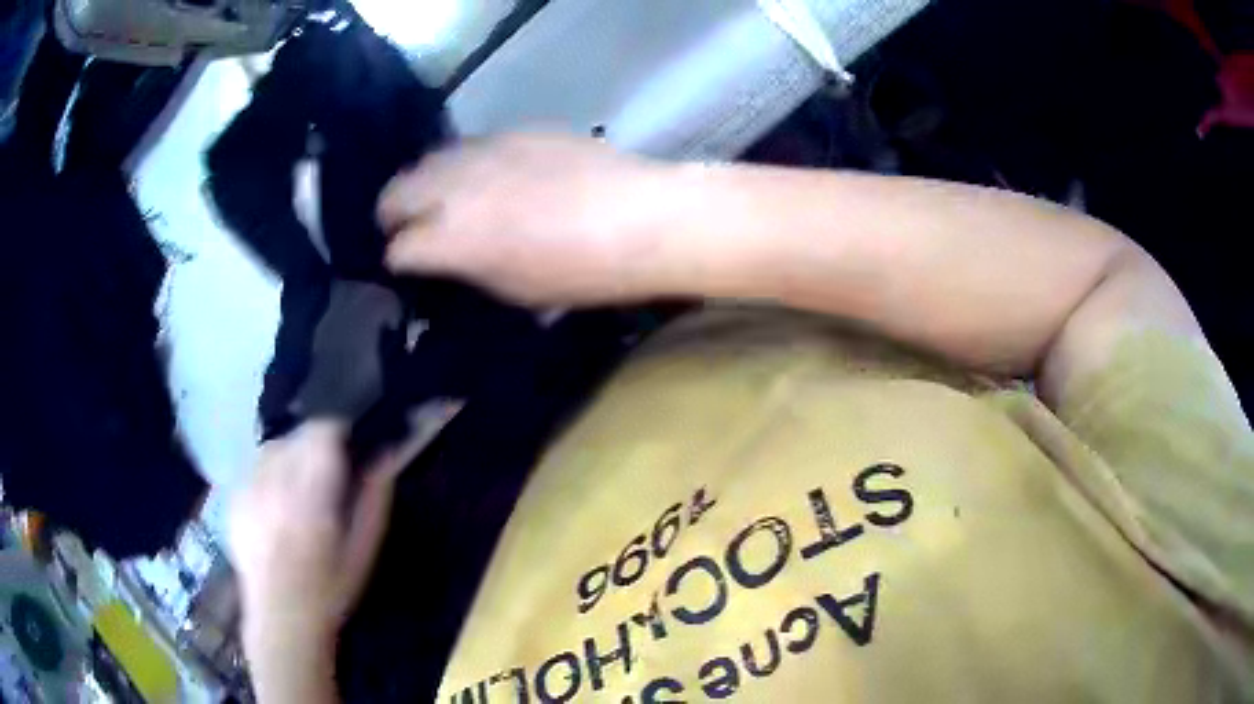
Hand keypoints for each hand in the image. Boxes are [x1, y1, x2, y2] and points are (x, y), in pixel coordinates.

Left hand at [229, 421, 408, 656]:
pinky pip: (252, 467)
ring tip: (298, 483)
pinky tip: (275, 498)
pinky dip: (266, 472)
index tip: (348, 446)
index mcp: (312, 497)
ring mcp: (249, 491)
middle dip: (313, 443)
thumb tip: (386, 456)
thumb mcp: (363, 550)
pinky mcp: (233, 500)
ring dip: (289, 454)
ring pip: (271, 447)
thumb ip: (374, 501)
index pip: (321, 434)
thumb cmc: (330, 589)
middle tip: (325, 470)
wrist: (281, 618)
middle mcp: (276, 485)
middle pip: (295, 435)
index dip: (337, 431)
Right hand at [377, 133, 674, 305]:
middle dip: (393, 214)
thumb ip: (468, 269)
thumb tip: (449, 259)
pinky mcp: (513, 132)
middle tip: (411, 229)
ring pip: (428, 162)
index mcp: (450, 238)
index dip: (399, 261)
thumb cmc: (583, 273)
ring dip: (426, 184)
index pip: (397, 248)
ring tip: (445, 200)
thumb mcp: (515, 290)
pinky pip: (470, 147)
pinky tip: (489, 177)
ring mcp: (482, 151)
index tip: (409, 268)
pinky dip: (464, 165)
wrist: (643, 217)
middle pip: (395, 193)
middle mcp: (453, 187)